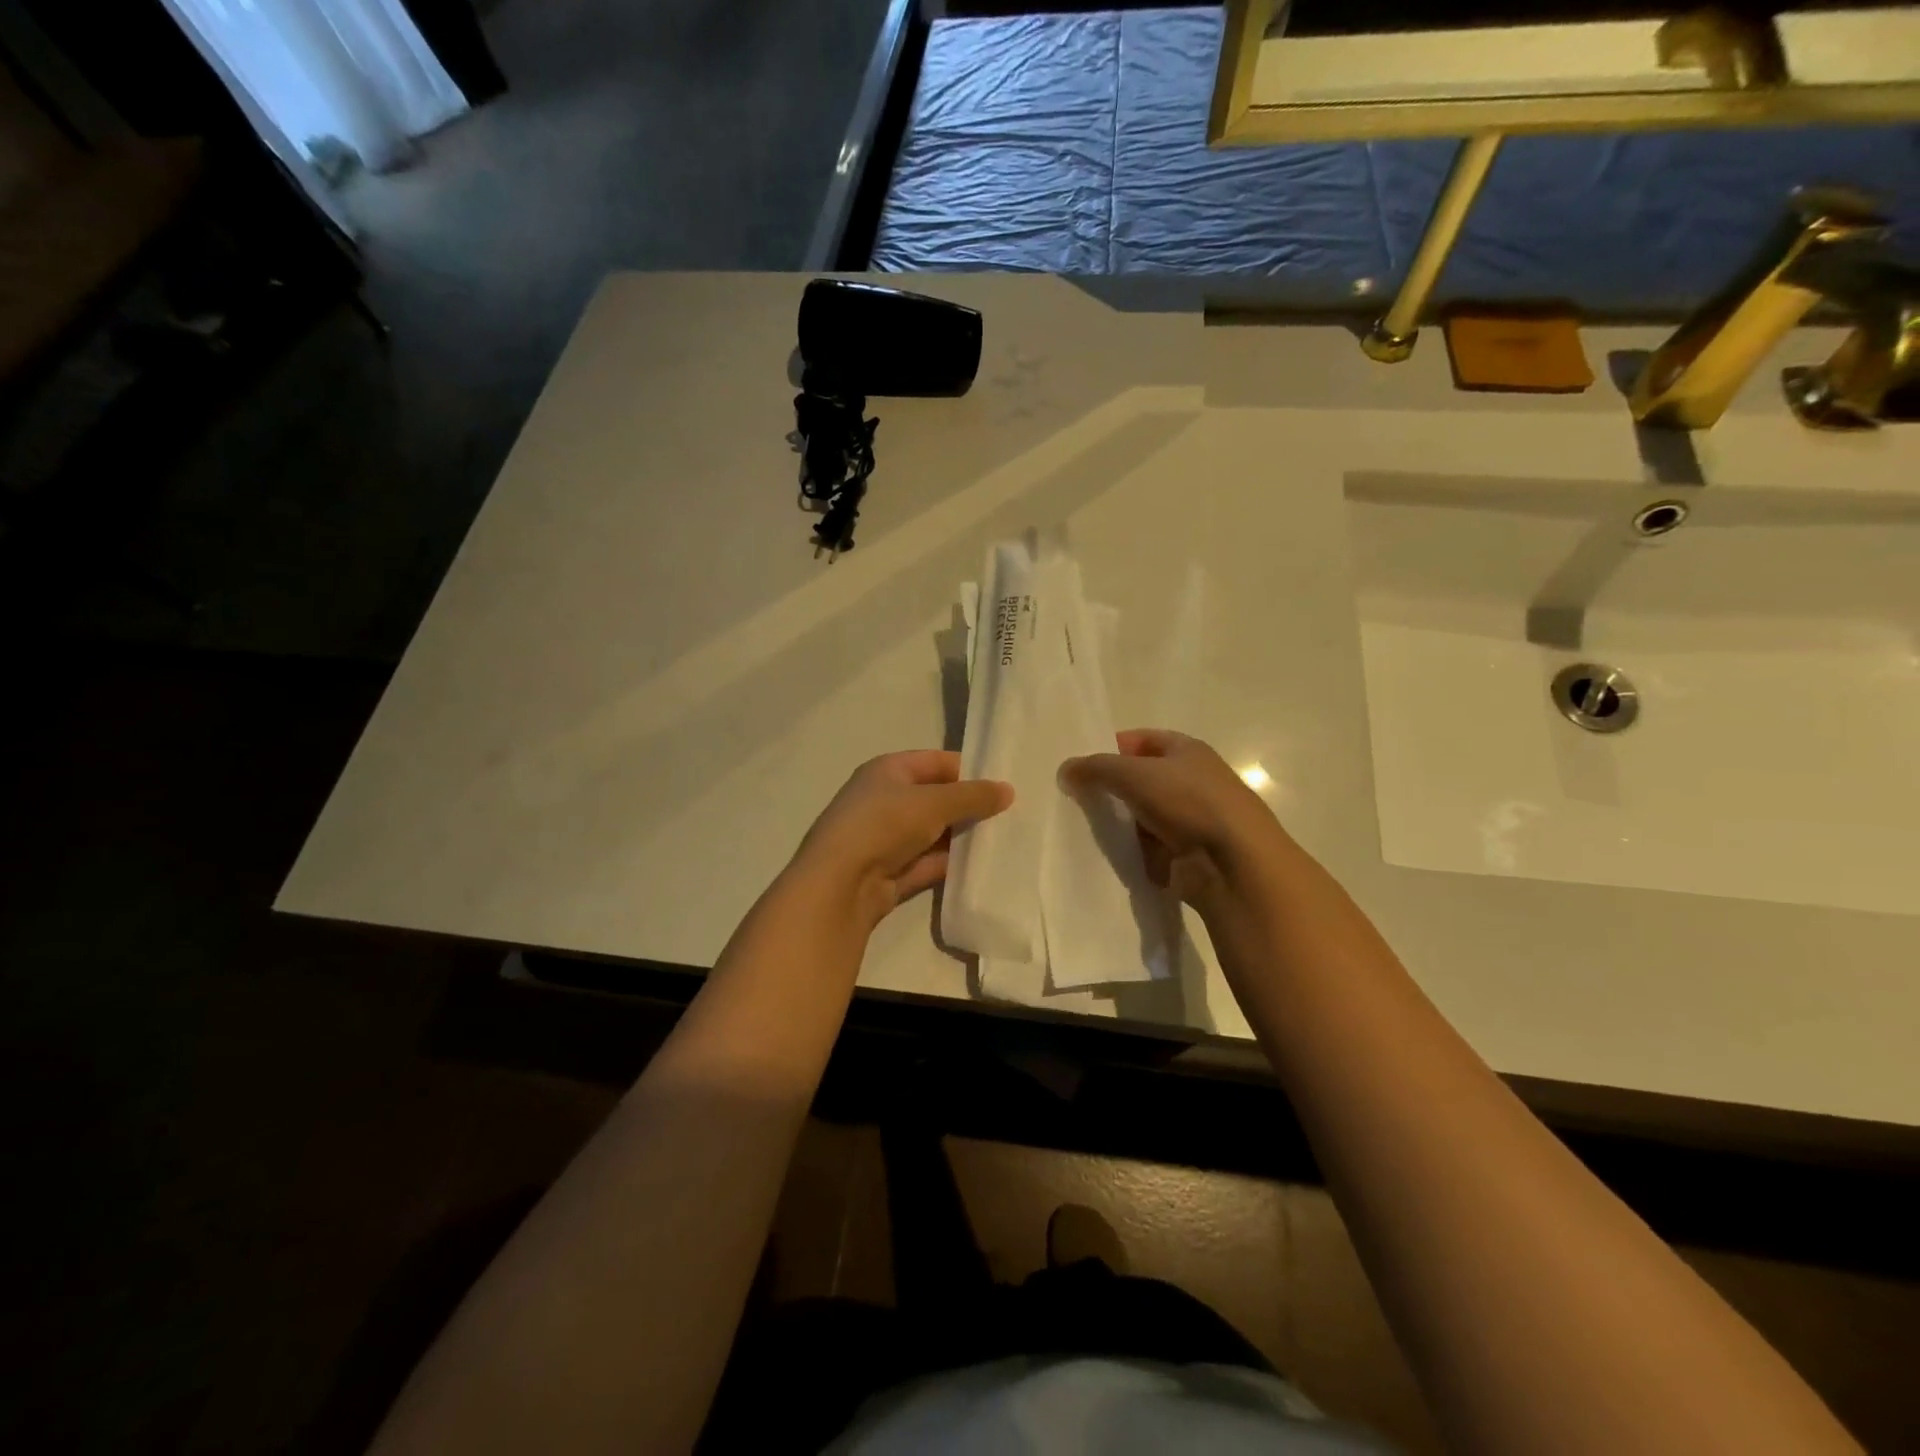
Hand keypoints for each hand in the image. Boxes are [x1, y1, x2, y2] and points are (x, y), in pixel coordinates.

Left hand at [791, 750, 1013, 930]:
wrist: (839, 884)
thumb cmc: (883, 824)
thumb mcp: (934, 803)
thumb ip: (972, 796)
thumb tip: (1008, 790)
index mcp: (888, 771)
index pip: (936, 762)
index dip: (968, 770)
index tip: (1003, 784)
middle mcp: (885, 800)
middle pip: (936, 798)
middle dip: (969, 806)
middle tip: (1011, 814)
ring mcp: (886, 838)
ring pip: (934, 833)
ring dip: (962, 837)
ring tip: (1004, 840)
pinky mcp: (891, 872)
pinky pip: (928, 863)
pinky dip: (951, 864)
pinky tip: (983, 867)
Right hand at [1062, 729, 1287, 908]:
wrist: (1234, 863)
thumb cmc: (1188, 802)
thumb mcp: (1133, 774)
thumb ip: (1096, 768)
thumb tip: (1066, 769)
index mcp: (1187, 750)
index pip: (1142, 740)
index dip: (1112, 748)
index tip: (1083, 767)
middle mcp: (1193, 780)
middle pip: (1142, 780)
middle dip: (1113, 790)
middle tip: (1080, 801)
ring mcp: (1194, 819)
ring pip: (1145, 817)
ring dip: (1124, 826)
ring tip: (1093, 834)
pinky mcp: (1191, 854)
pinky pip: (1153, 849)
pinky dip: (1137, 853)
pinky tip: (1117, 858)